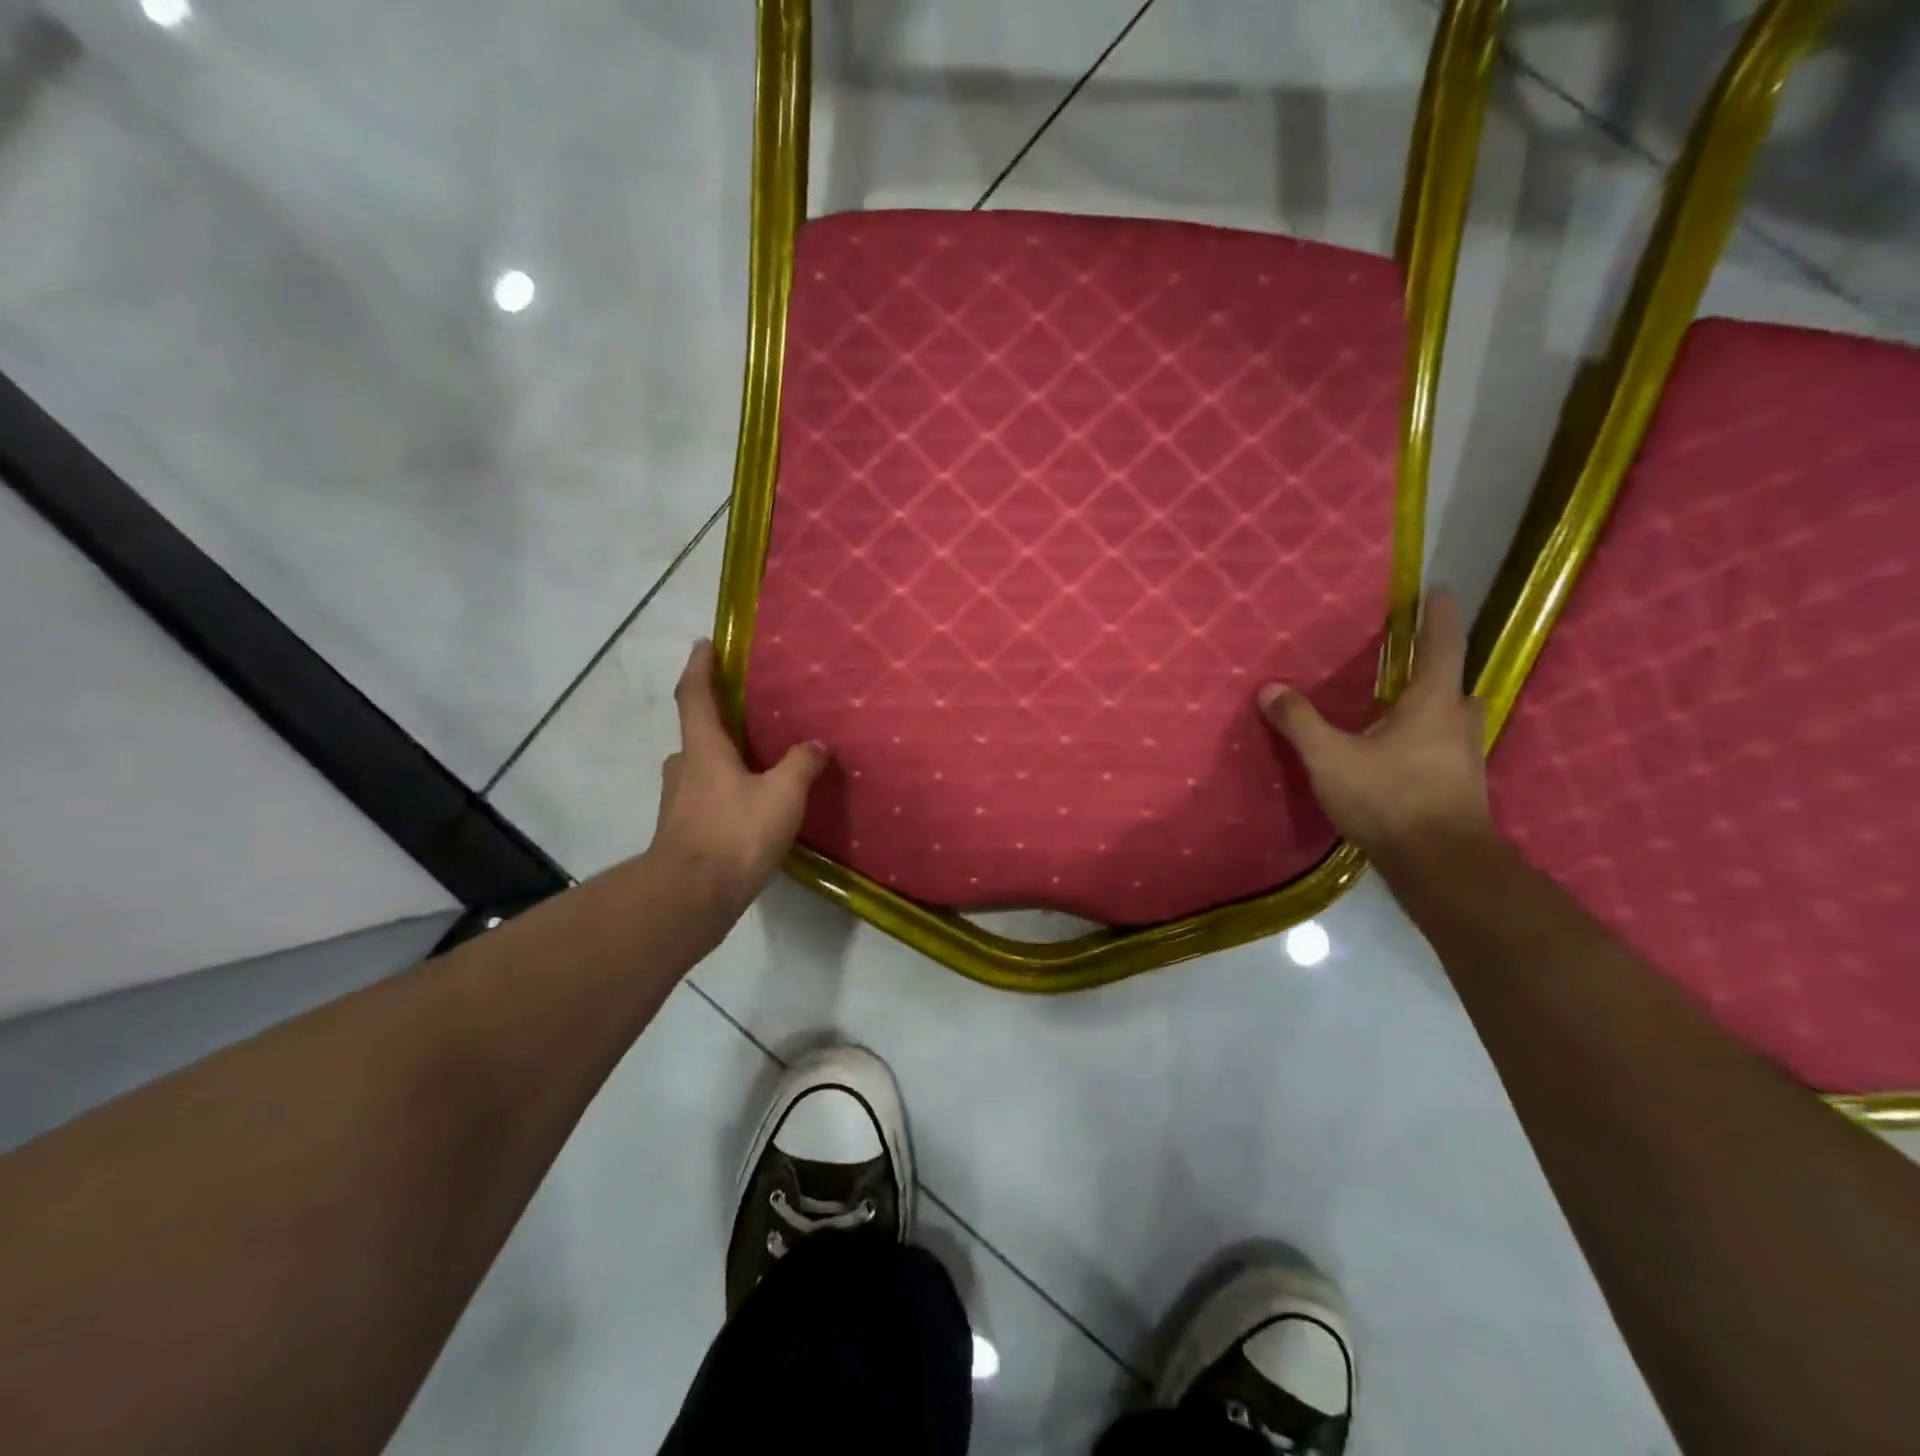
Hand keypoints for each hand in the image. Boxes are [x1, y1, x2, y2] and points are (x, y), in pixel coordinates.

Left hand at [650, 640, 827, 922]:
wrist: (691, 897)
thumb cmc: (734, 833)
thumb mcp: (782, 795)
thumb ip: (800, 764)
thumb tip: (815, 744)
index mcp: (703, 748)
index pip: (695, 695)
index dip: (700, 666)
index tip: (705, 644)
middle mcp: (684, 768)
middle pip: (697, 734)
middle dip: (718, 721)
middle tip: (749, 717)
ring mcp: (679, 802)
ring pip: (701, 769)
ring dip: (723, 761)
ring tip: (758, 765)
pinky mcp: (684, 832)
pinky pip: (706, 798)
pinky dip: (726, 792)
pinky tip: (751, 808)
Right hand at [1257, 591, 1490, 861]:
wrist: (1440, 864)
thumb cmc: (1389, 798)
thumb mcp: (1330, 758)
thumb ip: (1300, 722)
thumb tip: (1270, 689)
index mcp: (1432, 703)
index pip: (1442, 645)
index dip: (1440, 616)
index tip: (1442, 590)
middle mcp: (1458, 724)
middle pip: (1455, 686)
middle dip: (1439, 672)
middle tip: (1413, 666)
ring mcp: (1466, 760)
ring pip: (1455, 722)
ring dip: (1436, 711)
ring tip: (1402, 713)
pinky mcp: (1462, 790)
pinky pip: (1447, 752)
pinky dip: (1429, 745)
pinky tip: (1401, 760)